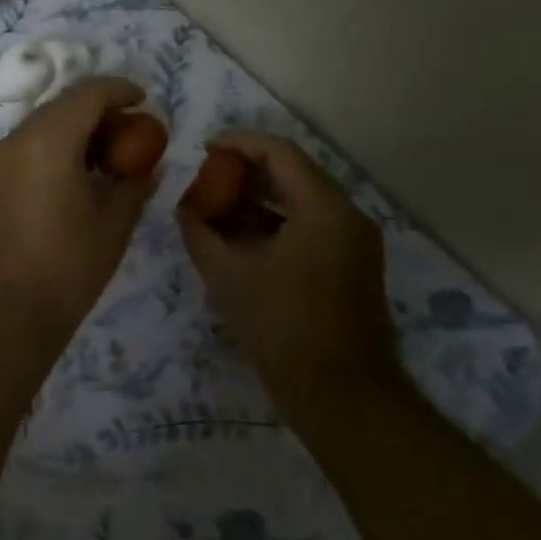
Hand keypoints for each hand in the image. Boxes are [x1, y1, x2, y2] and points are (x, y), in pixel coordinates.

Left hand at [0, 78, 157, 341]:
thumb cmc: (64, 269)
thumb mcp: (112, 227)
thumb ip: (134, 187)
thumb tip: (149, 167)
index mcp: (48, 140)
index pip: (88, 94)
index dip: (120, 90)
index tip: (144, 100)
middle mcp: (16, 140)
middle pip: (62, 106)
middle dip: (98, 111)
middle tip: (129, 134)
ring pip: (41, 127)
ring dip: (74, 131)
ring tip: (105, 160)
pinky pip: (25, 150)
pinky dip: (53, 150)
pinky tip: (74, 180)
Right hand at [177, 132, 396, 396]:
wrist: (343, 396)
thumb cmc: (283, 330)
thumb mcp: (229, 278)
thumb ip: (201, 234)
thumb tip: (185, 209)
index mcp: (324, 209)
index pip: (280, 153)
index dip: (239, 143)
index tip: (205, 148)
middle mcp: (347, 215)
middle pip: (294, 172)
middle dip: (247, 171)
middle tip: (208, 177)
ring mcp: (354, 241)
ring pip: (302, 200)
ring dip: (261, 198)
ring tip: (218, 207)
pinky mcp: (352, 264)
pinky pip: (311, 225)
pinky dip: (277, 222)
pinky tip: (243, 238)